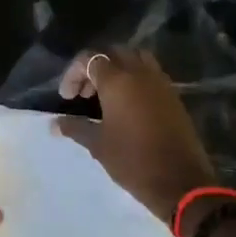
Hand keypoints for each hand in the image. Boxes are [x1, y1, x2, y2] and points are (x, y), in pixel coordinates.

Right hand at [55, 50, 216, 225]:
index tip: (67, 98)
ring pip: (135, 59)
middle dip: (94, 68)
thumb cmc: (133, 161)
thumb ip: (75, 127)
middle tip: (84, 94)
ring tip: (107, 95)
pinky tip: (128, 105)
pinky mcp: (172, 95)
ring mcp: (159, 82)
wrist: (181, 182)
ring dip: (117, 69)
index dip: (73, 73)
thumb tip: (54, 123)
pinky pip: (150, 73)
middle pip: (113, 53)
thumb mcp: (98, 145)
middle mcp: (139, 73)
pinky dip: (135, 79)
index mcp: (118, 80)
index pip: (90, 59)